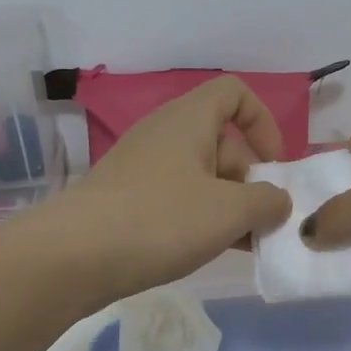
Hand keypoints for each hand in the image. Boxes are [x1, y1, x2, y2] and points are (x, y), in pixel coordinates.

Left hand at [42, 76, 291, 305]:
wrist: (72, 257)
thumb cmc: (160, 220)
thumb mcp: (229, 211)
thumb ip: (267, 201)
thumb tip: (278, 200)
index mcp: (188, 119)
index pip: (234, 93)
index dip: (263, 122)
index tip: (273, 165)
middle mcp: (164, 135)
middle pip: (221, 141)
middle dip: (249, 179)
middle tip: (260, 220)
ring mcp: (142, 169)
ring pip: (200, 176)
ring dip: (227, 205)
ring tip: (242, 243)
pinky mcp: (127, 200)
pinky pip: (176, 199)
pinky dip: (199, 219)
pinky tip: (209, 250)